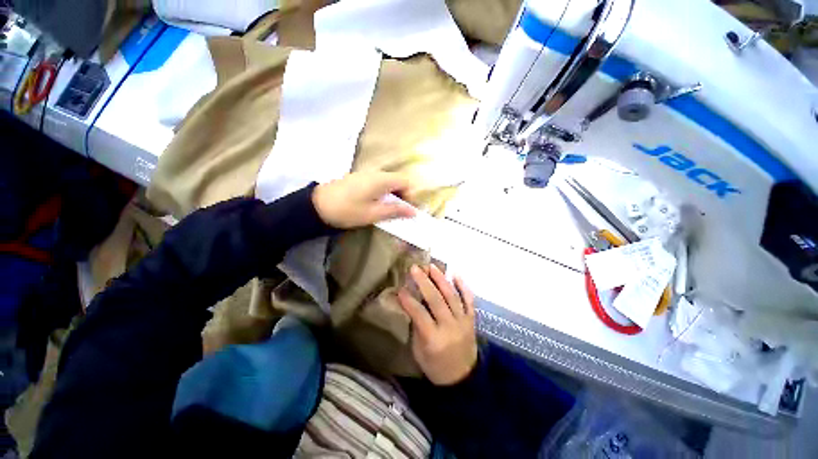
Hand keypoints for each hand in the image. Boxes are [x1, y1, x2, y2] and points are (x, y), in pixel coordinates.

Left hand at [312, 171, 415, 228]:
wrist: (318, 205)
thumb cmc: (348, 210)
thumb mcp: (373, 213)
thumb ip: (395, 211)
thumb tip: (413, 211)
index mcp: (382, 179)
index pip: (406, 181)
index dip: (410, 195)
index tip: (406, 209)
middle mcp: (376, 173)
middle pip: (397, 181)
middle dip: (402, 196)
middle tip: (398, 212)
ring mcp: (367, 174)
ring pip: (388, 183)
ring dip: (392, 196)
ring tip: (386, 210)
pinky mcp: (359, 179)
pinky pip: (378, 184)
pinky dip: (382, 193)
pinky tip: (375, 204)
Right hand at [398, 264, 477, 385]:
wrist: (463, 379)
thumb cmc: (435, 366)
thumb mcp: (419, 351)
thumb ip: (416, 326)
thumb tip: (411, 303)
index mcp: (434, 339)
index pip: (420, 314)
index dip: (409, 300)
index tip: (400, 288)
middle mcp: (450, 327)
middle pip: (436, 300)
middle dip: (424, 282)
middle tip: (415, 268)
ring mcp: (463, 322)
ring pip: (452, 296)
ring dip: (441, 279)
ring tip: (432, 267)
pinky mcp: (472, 320)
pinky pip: (469, 300)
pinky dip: (463, 286)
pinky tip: (456, 275)